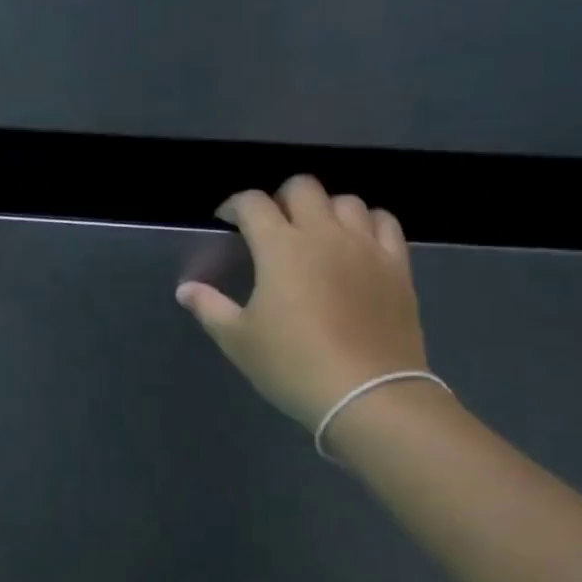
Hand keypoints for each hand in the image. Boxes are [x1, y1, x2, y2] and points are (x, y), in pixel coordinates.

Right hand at [175, 177, 427, 431]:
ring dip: (324, 209)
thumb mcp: (239, 340)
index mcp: (280, 247)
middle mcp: (323, 233)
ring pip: (346, 200)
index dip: (235, 205)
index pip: (253, 203)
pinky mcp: (396, 264)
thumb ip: (209, 307)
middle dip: (280, 198)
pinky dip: (366, 222)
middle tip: (271, 226)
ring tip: (315, 234)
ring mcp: (365, 246)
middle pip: (302, 187)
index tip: (226, 220)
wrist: (367, 393)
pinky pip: (384, 222)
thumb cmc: (292, 365)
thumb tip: (185, 289)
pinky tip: (356, 242)